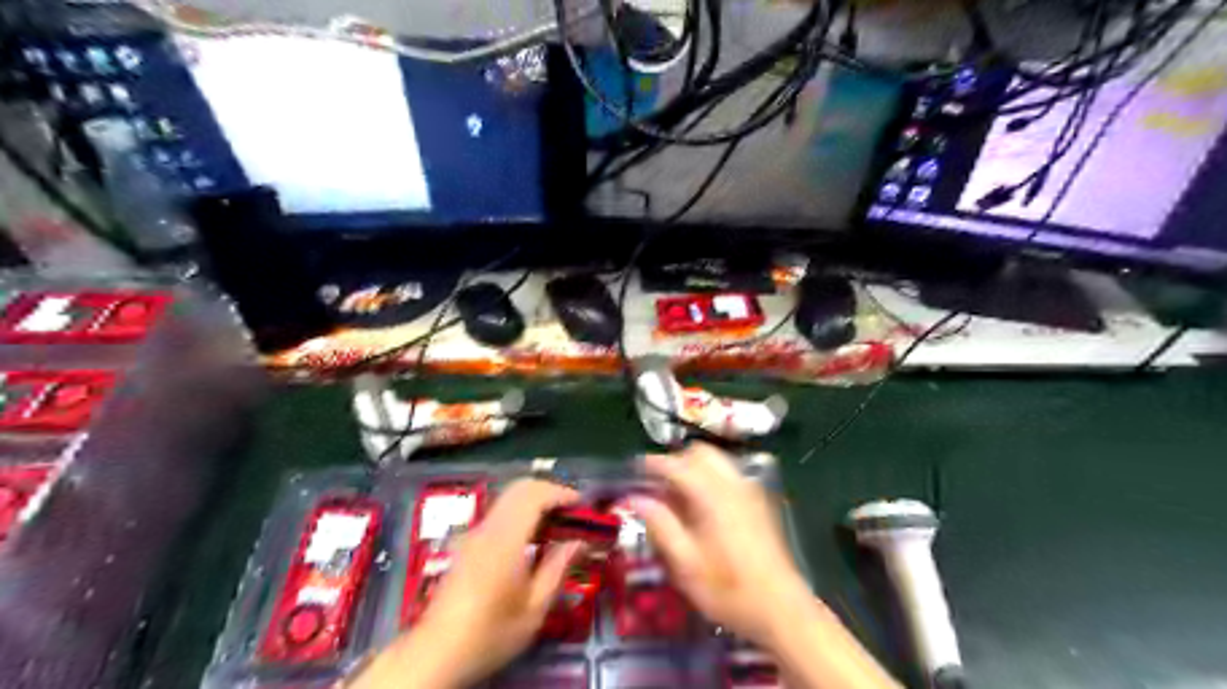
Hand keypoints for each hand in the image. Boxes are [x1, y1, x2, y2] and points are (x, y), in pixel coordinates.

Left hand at [349, 480, 582, 688]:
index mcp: (505, 539)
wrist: (436, 653)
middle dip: (549, 491)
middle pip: (519, 488)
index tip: (582, 504)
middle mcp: (488, 527)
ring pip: (508, 497)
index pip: (535, 495)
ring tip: (556, 523)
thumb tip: (579, 541)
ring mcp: (474, 533)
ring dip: (535, 500)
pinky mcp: (467, 542)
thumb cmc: (490, 633)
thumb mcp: (534, 608)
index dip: (561, 493)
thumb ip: (557, 568)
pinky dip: (521, 511)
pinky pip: (499, 512)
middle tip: (572, 510)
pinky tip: (532, 537)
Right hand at [633, 444, 811, 648]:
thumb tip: (637, 498)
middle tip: (659, 482)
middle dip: (678, 461)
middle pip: (702, 453)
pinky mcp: (760, 503)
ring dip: (695, 467)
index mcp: (713, 497)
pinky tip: (704, 506)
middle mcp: (734, 485)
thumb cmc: (728, 590)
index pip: (678, 465)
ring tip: (679, 494)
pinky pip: (731, 475)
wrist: (782, 610)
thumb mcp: (686, 565)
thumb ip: (661, 526)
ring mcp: (751, 492)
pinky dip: (712, 477)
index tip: (636, 468)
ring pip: (718, 461)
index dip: (654, 463)